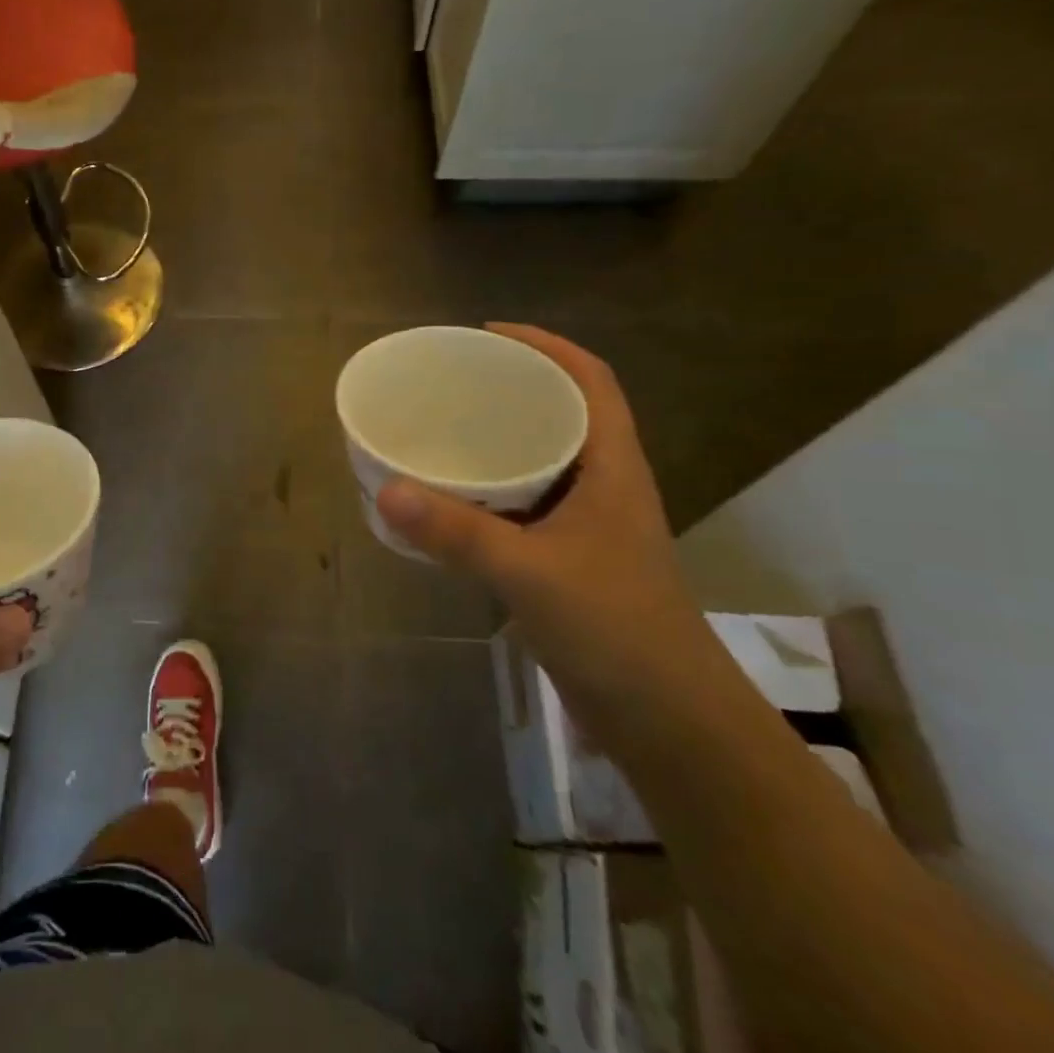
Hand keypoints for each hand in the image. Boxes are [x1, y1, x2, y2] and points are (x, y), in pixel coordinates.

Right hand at [376, 325, 714, 727]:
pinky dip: (489, 493)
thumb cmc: (615, 628)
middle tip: (453, 381)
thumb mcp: (530, 572)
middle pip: (563, 414)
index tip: (490, 334)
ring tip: (443, 430)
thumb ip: (457, 532)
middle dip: (514, 387)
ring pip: (542, 462)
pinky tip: (450, 502)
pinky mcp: (569, 560)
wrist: (667, 718)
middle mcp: (604, 486)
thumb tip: (386, 491)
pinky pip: (524, 506)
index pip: (590, 382)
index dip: (548, 346)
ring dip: (499, 442)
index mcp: (613, 469)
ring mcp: (588, 526)